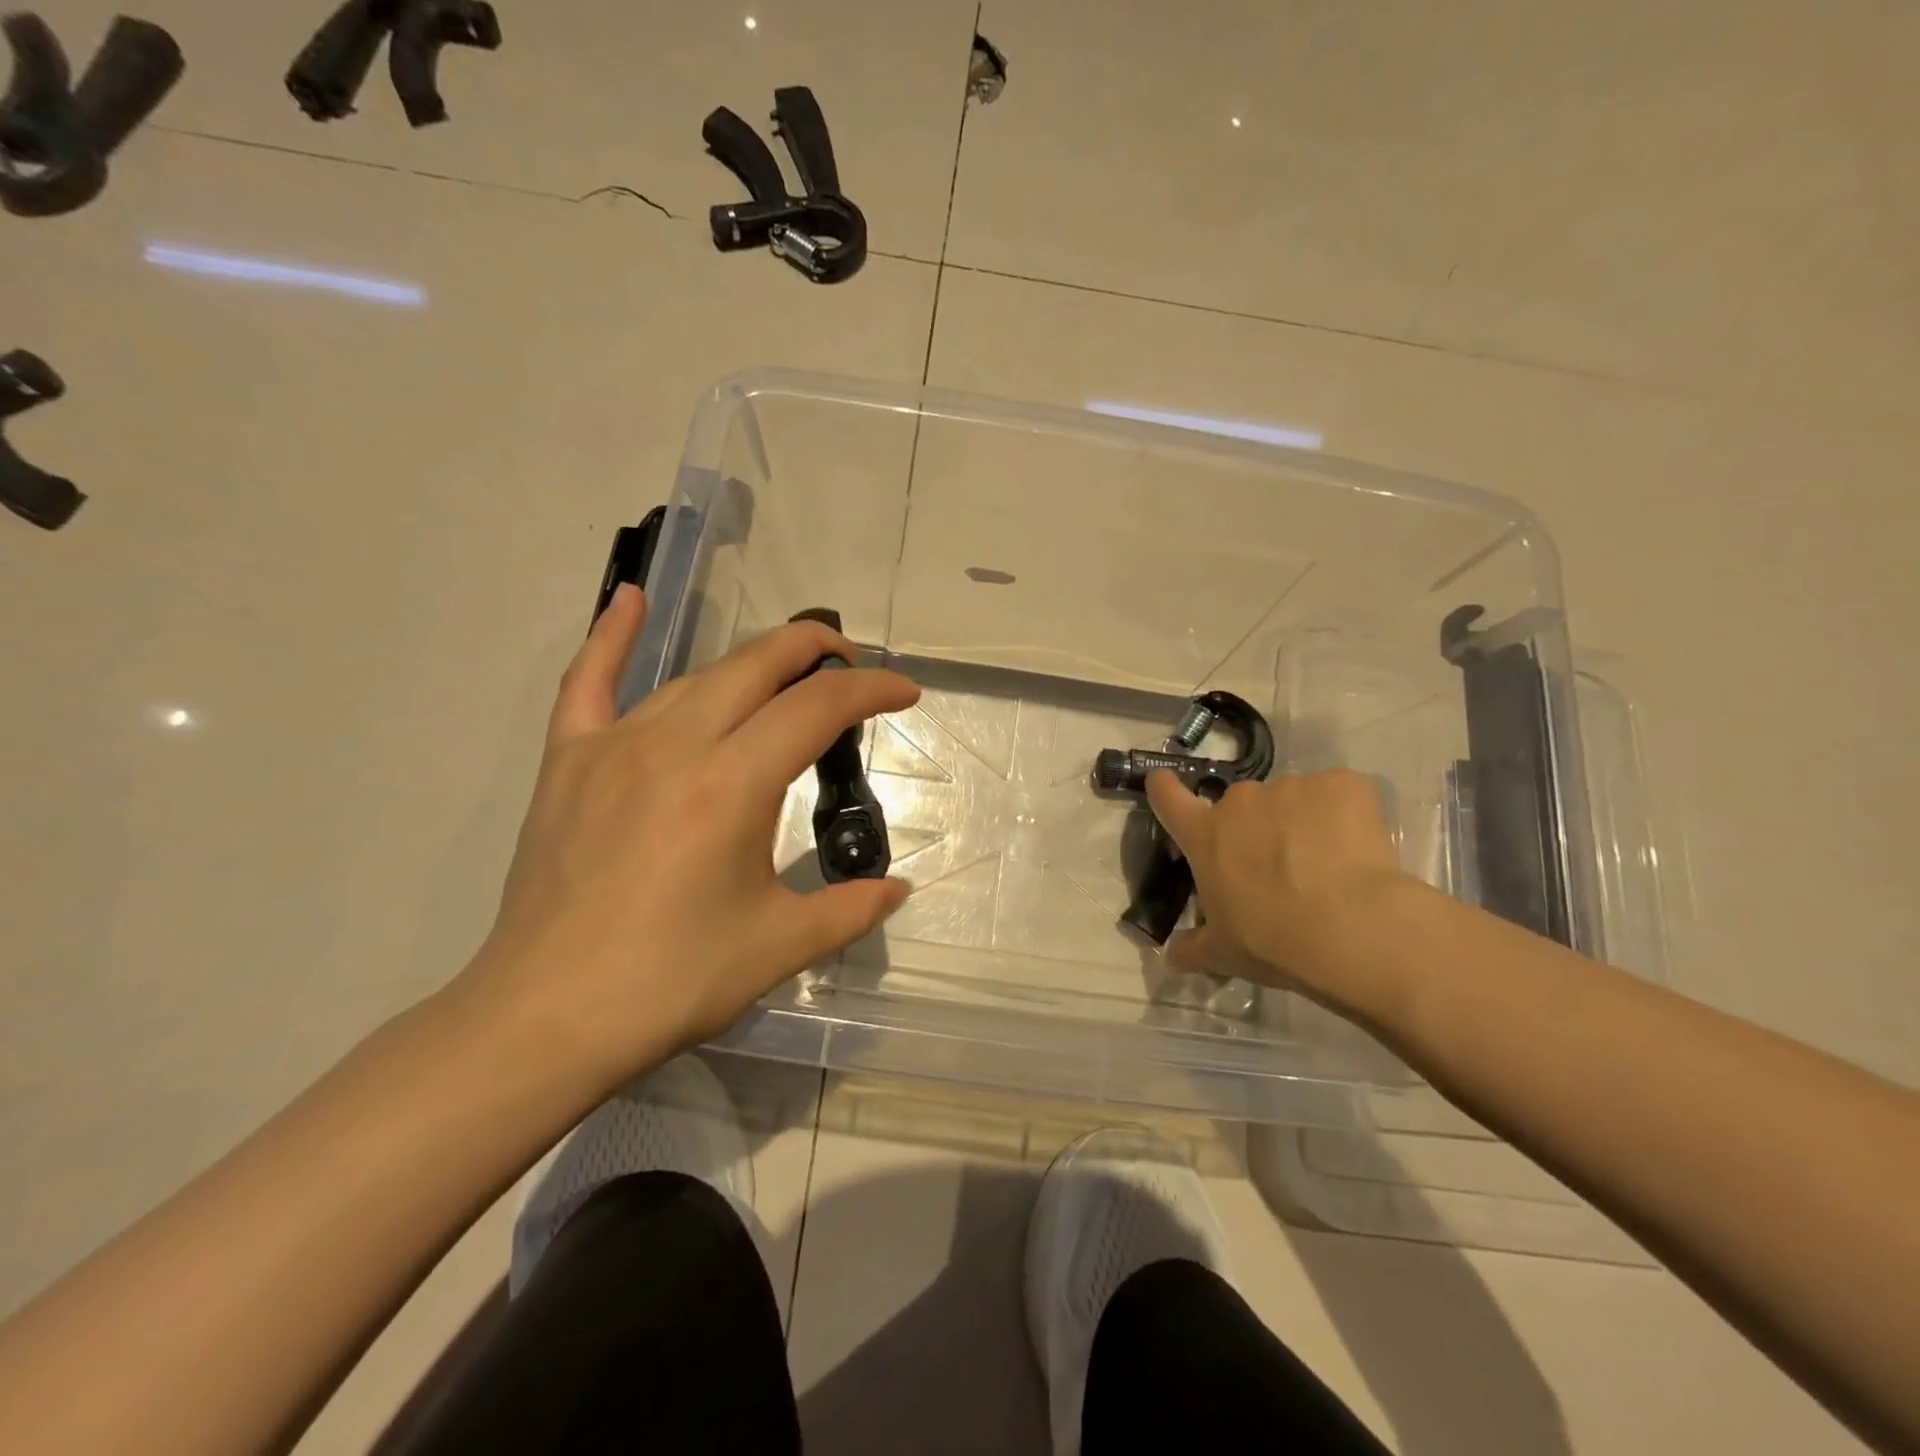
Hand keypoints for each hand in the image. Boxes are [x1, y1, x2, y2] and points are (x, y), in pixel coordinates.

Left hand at [450, 586, 917, 1093]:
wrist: (545, 1018)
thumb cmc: (671, 982)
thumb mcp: (778, 946)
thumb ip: (850, 909)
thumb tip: (899, 889)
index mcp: (732, 784)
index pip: (818, 708)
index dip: (871, 691)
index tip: (905, 694)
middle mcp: (676, 744)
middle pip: (760, 666)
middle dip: (818, 650)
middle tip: (853, 663)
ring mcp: (615, 745)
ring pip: (698, 676)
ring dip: (753, 662)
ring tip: (788, 671)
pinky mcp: (569, 761)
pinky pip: (587, 683)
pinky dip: (610, 638)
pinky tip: (628, 599)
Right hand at [1144, 767, 1423, 1011]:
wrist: (1352, 929)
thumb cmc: (1273, 941)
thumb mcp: (1223, 953)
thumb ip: (1193, 948)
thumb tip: (1173, 955)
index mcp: (1205, 835)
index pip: (1168, 798)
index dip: (1164, 789)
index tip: (1163, 783)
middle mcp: (1241, 801)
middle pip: (1241, 804)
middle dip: (1254, 827)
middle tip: (1277, 866)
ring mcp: (1292, 788)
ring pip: (1292, 800)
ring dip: (1301, 823)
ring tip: (1326, 864)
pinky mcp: (1342, 785)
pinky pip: (1338, 795)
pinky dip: (1346, 815)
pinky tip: (1359, 849)